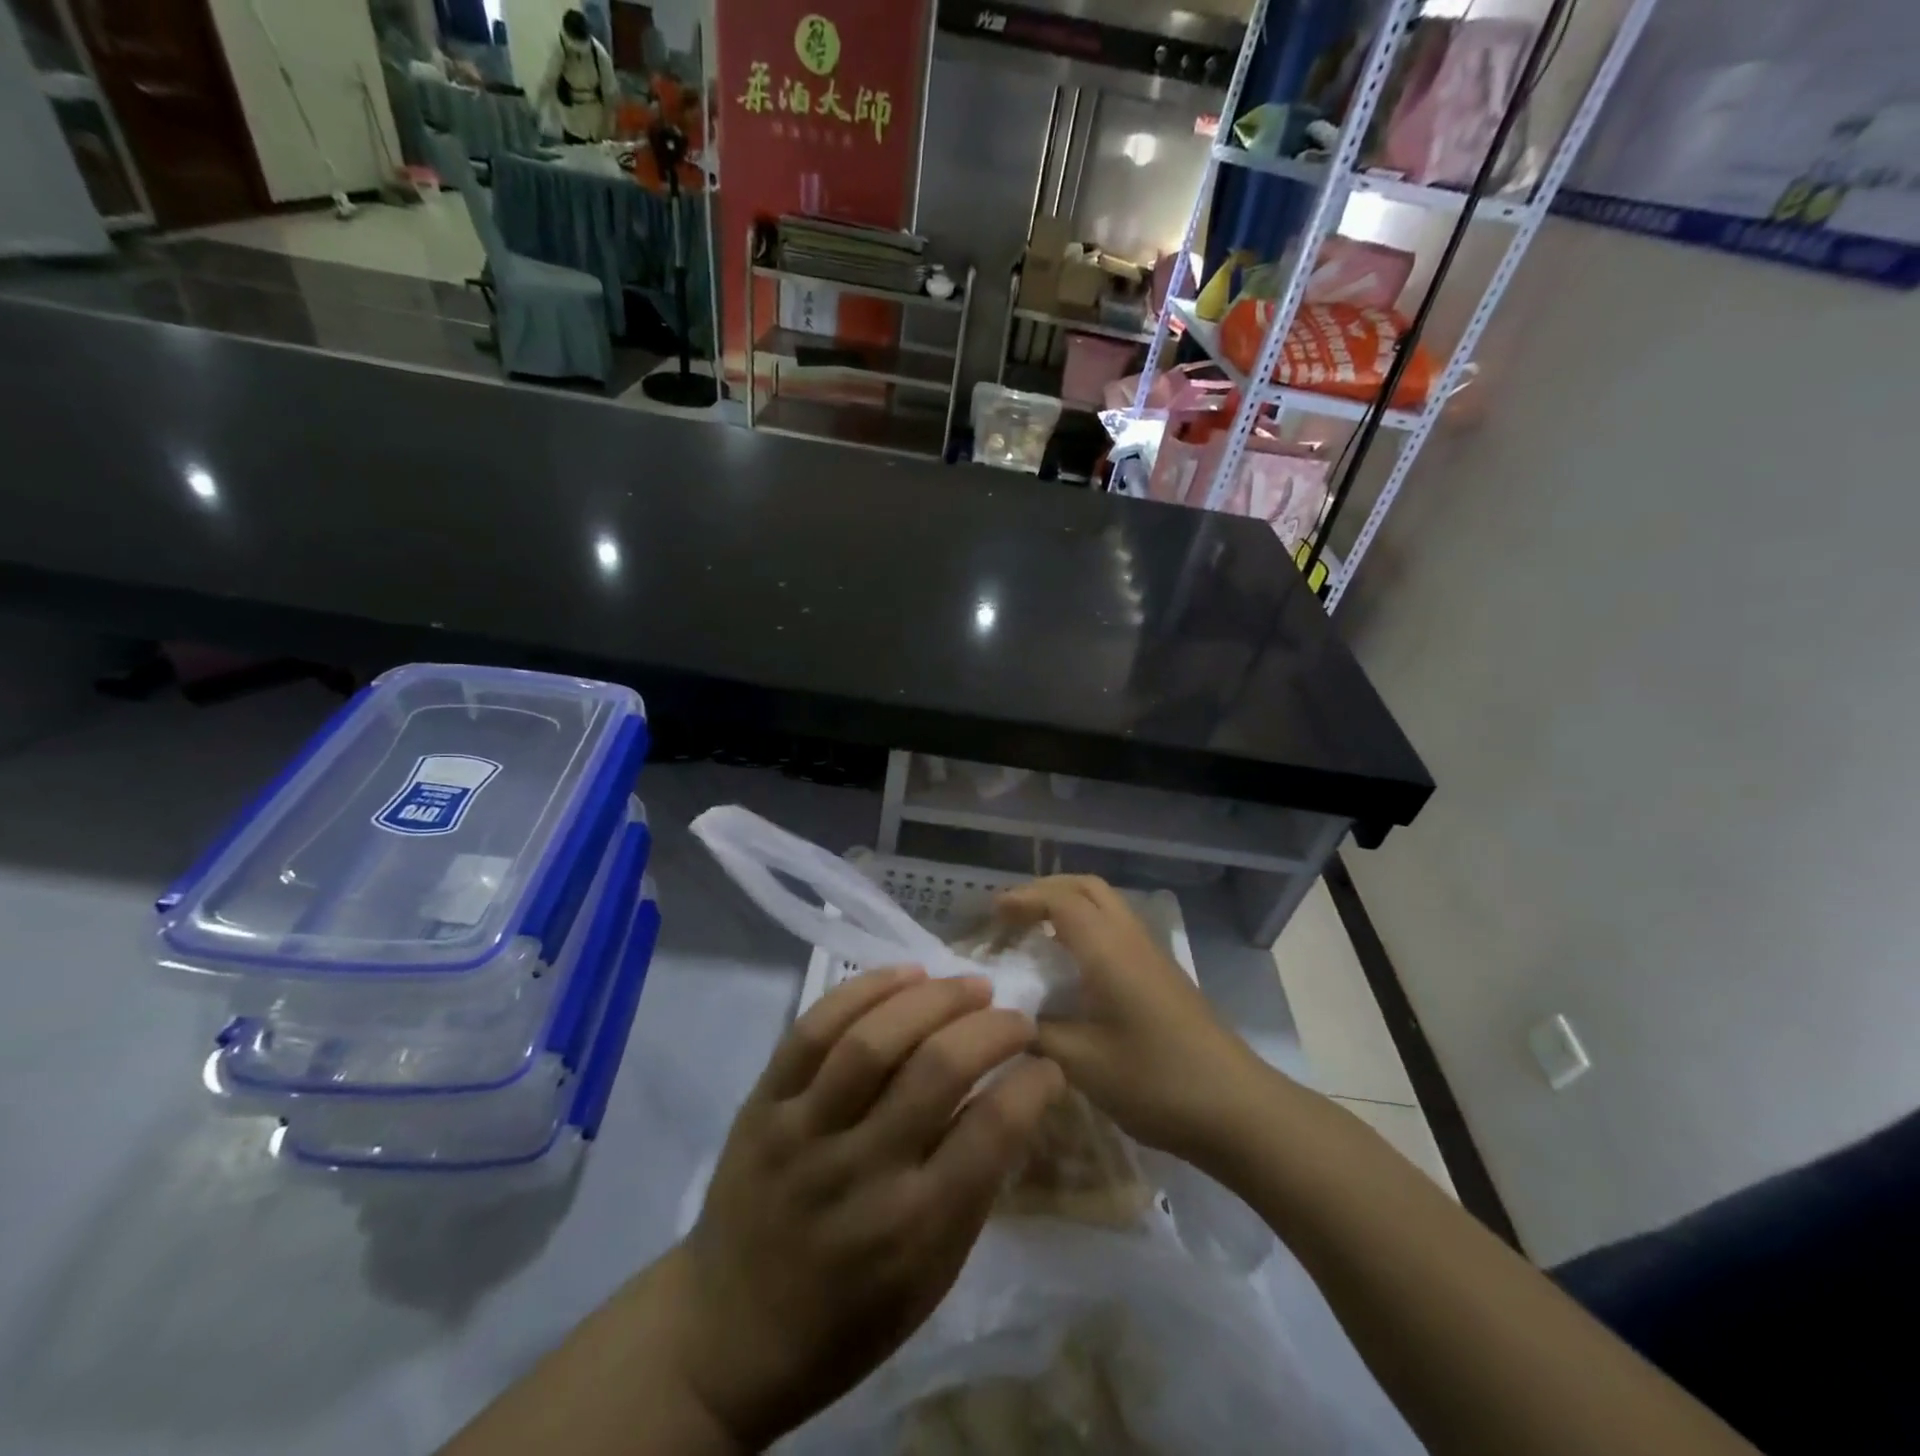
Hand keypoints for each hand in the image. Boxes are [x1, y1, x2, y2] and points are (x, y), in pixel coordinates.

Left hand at [669, 968, 1063, 1448]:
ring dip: (933, 997)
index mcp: (914, 1227)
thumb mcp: (930, 1279)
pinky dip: (863, 990)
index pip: (993, 1132)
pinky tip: (904, 974)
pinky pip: (812, 1029)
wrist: (728, 1335)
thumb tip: (1012, 1099)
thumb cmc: (847, 1319)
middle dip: (991, 1028)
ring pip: (873, 1040)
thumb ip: (972, 1188)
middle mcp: (861, 1170)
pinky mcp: (762, 1104)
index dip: (1033, 1083)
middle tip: (1014, 1016)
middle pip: (937, 1069)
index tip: (1047, 1064)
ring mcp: (804, 1131)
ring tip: (968, 984)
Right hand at [995, 876, 1271, 1161]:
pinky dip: (1087, 926)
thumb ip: (1037, 1035)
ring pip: (1106, 904)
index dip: (1022, 899)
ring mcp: (1152, 954)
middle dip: (1045, 891)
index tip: (990, 914)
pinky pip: (1117, 927)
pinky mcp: (1163, 974)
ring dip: (1068, 906)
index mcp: (1107, 949)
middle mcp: (1130, 938)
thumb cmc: (1156, 1081)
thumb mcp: (1083, 1064)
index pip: (1059, 900)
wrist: (1237, 1108)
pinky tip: (1073, 965)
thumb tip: (1006, 1020)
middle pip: (1086, 887)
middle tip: (1012, 916)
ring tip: (1035, 935)